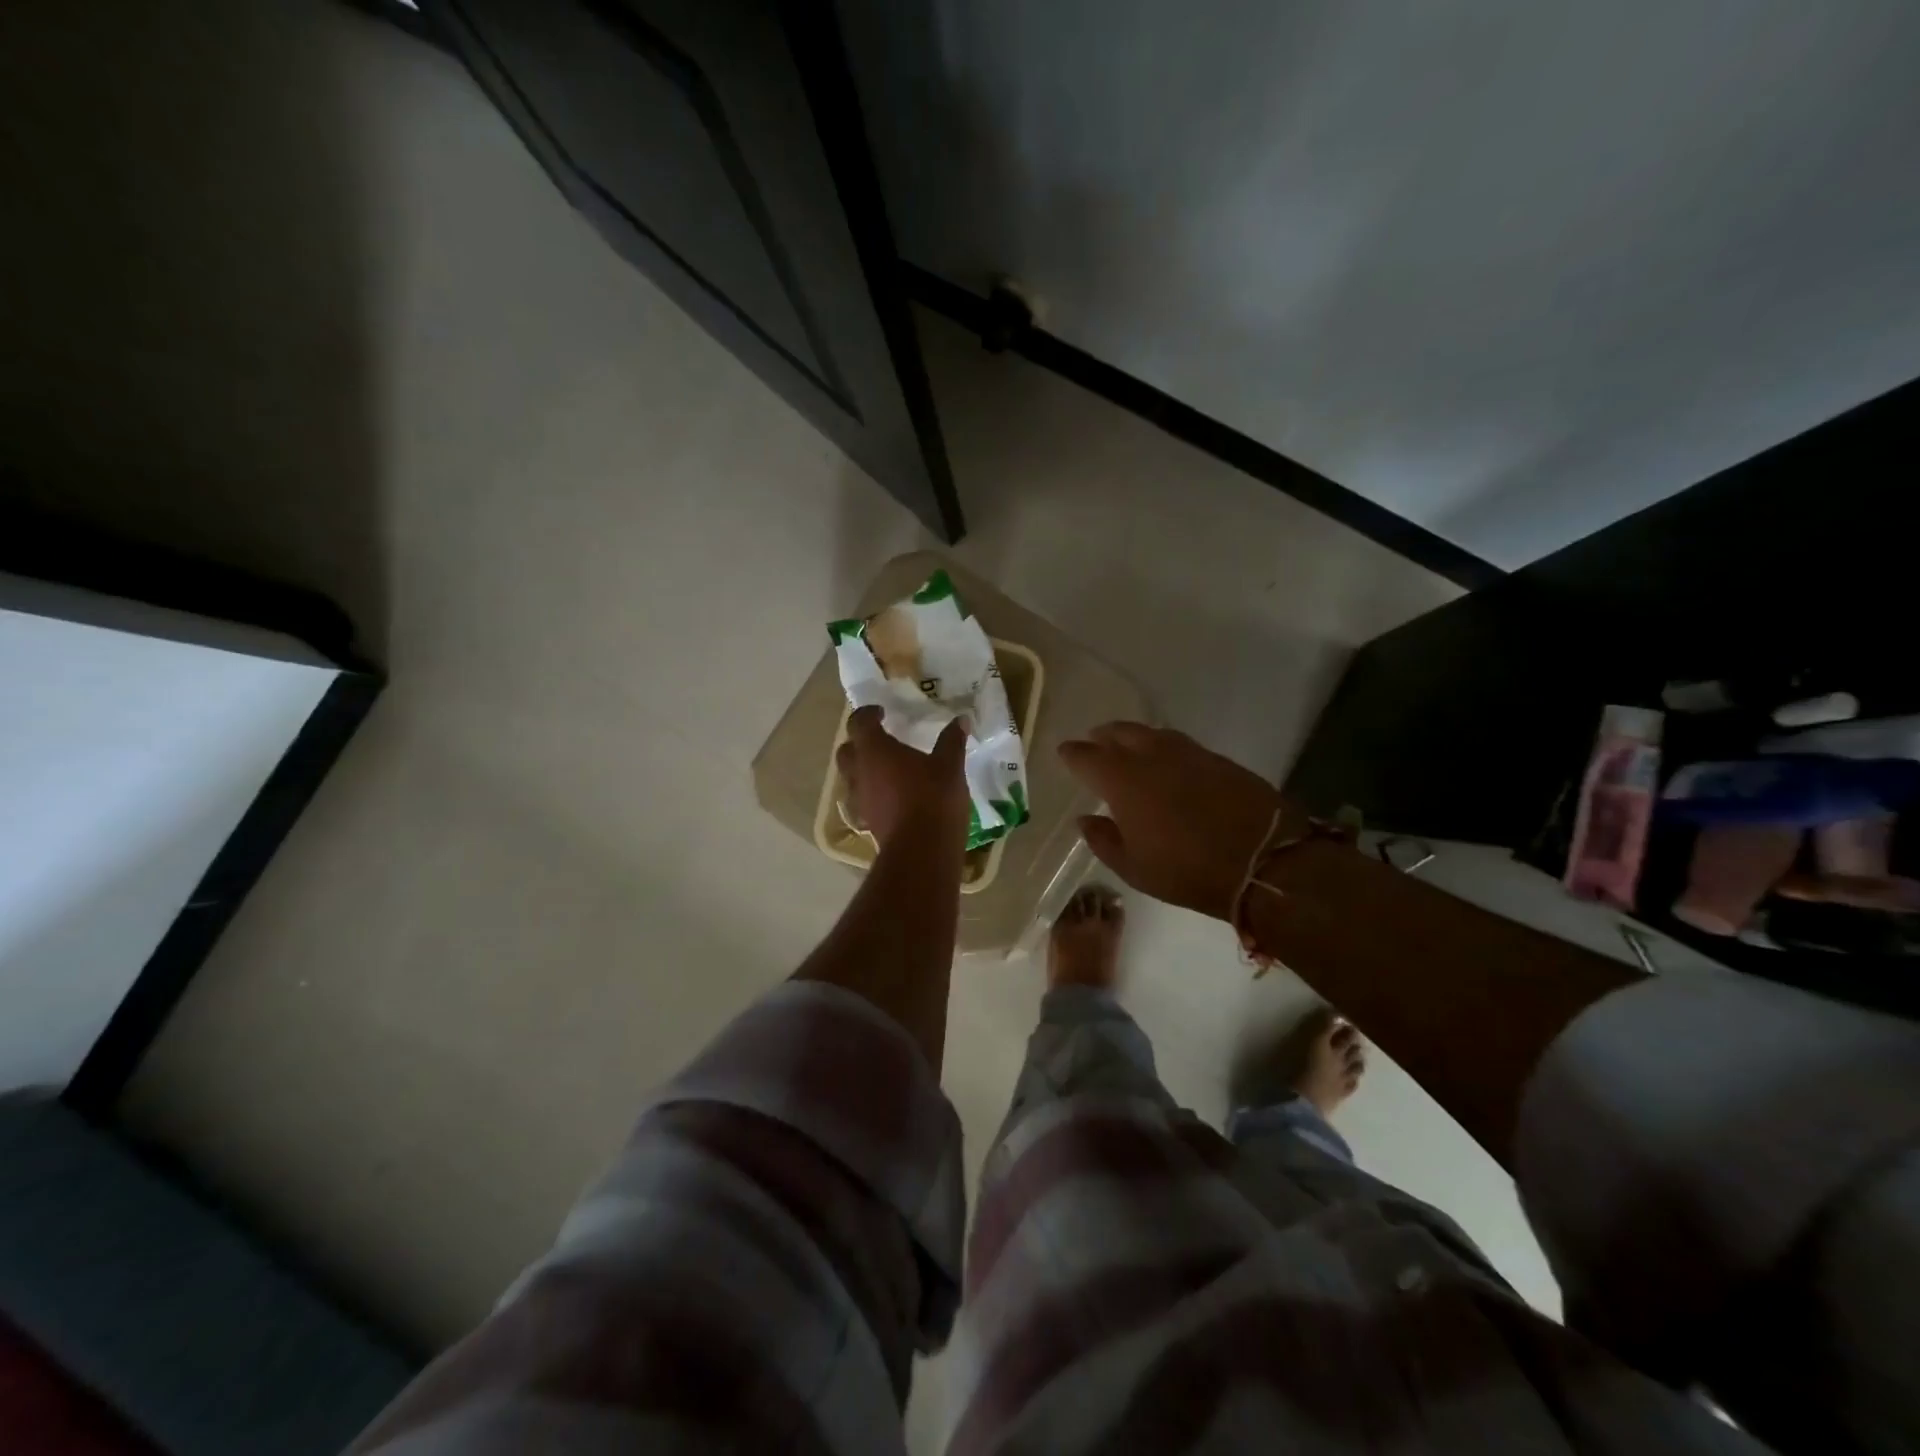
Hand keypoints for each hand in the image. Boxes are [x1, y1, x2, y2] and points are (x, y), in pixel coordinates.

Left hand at [837, 708, 968, 847]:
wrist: (922, 850)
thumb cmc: (933, 798)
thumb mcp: (949, 766)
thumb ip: (952, 741)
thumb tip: (960, 719)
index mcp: (875, 751)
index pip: (859, 723)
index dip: (867, 714)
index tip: (881, 712)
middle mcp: (860, 773)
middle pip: (847, 751)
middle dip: (859, 742)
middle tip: (879, 739)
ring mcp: (861, 800)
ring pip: (852, 778)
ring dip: (864, 770)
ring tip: (887, 769)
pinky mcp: (868, 822)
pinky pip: (864, 800)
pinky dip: (873, 793)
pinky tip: (892, 796)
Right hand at [1059, 722, 1300, 918]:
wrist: (1264, 860)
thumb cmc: (1187, 870)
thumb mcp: (1134, 868)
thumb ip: (1103, 841)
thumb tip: (1085, 820)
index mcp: (1123, 781)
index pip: (1087, 756)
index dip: (1073, 754)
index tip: (1065, 752)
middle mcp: (1151, 756)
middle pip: (1119, 733)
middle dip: (1103, 736)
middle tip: (1095, 741)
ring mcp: (1186, 752)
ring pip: (1151, 733)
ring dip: (1133, 736)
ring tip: (1127, 746)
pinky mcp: (1216, 758)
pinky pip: (1178, 742)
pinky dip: (1162, 745)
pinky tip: (1164, 759)